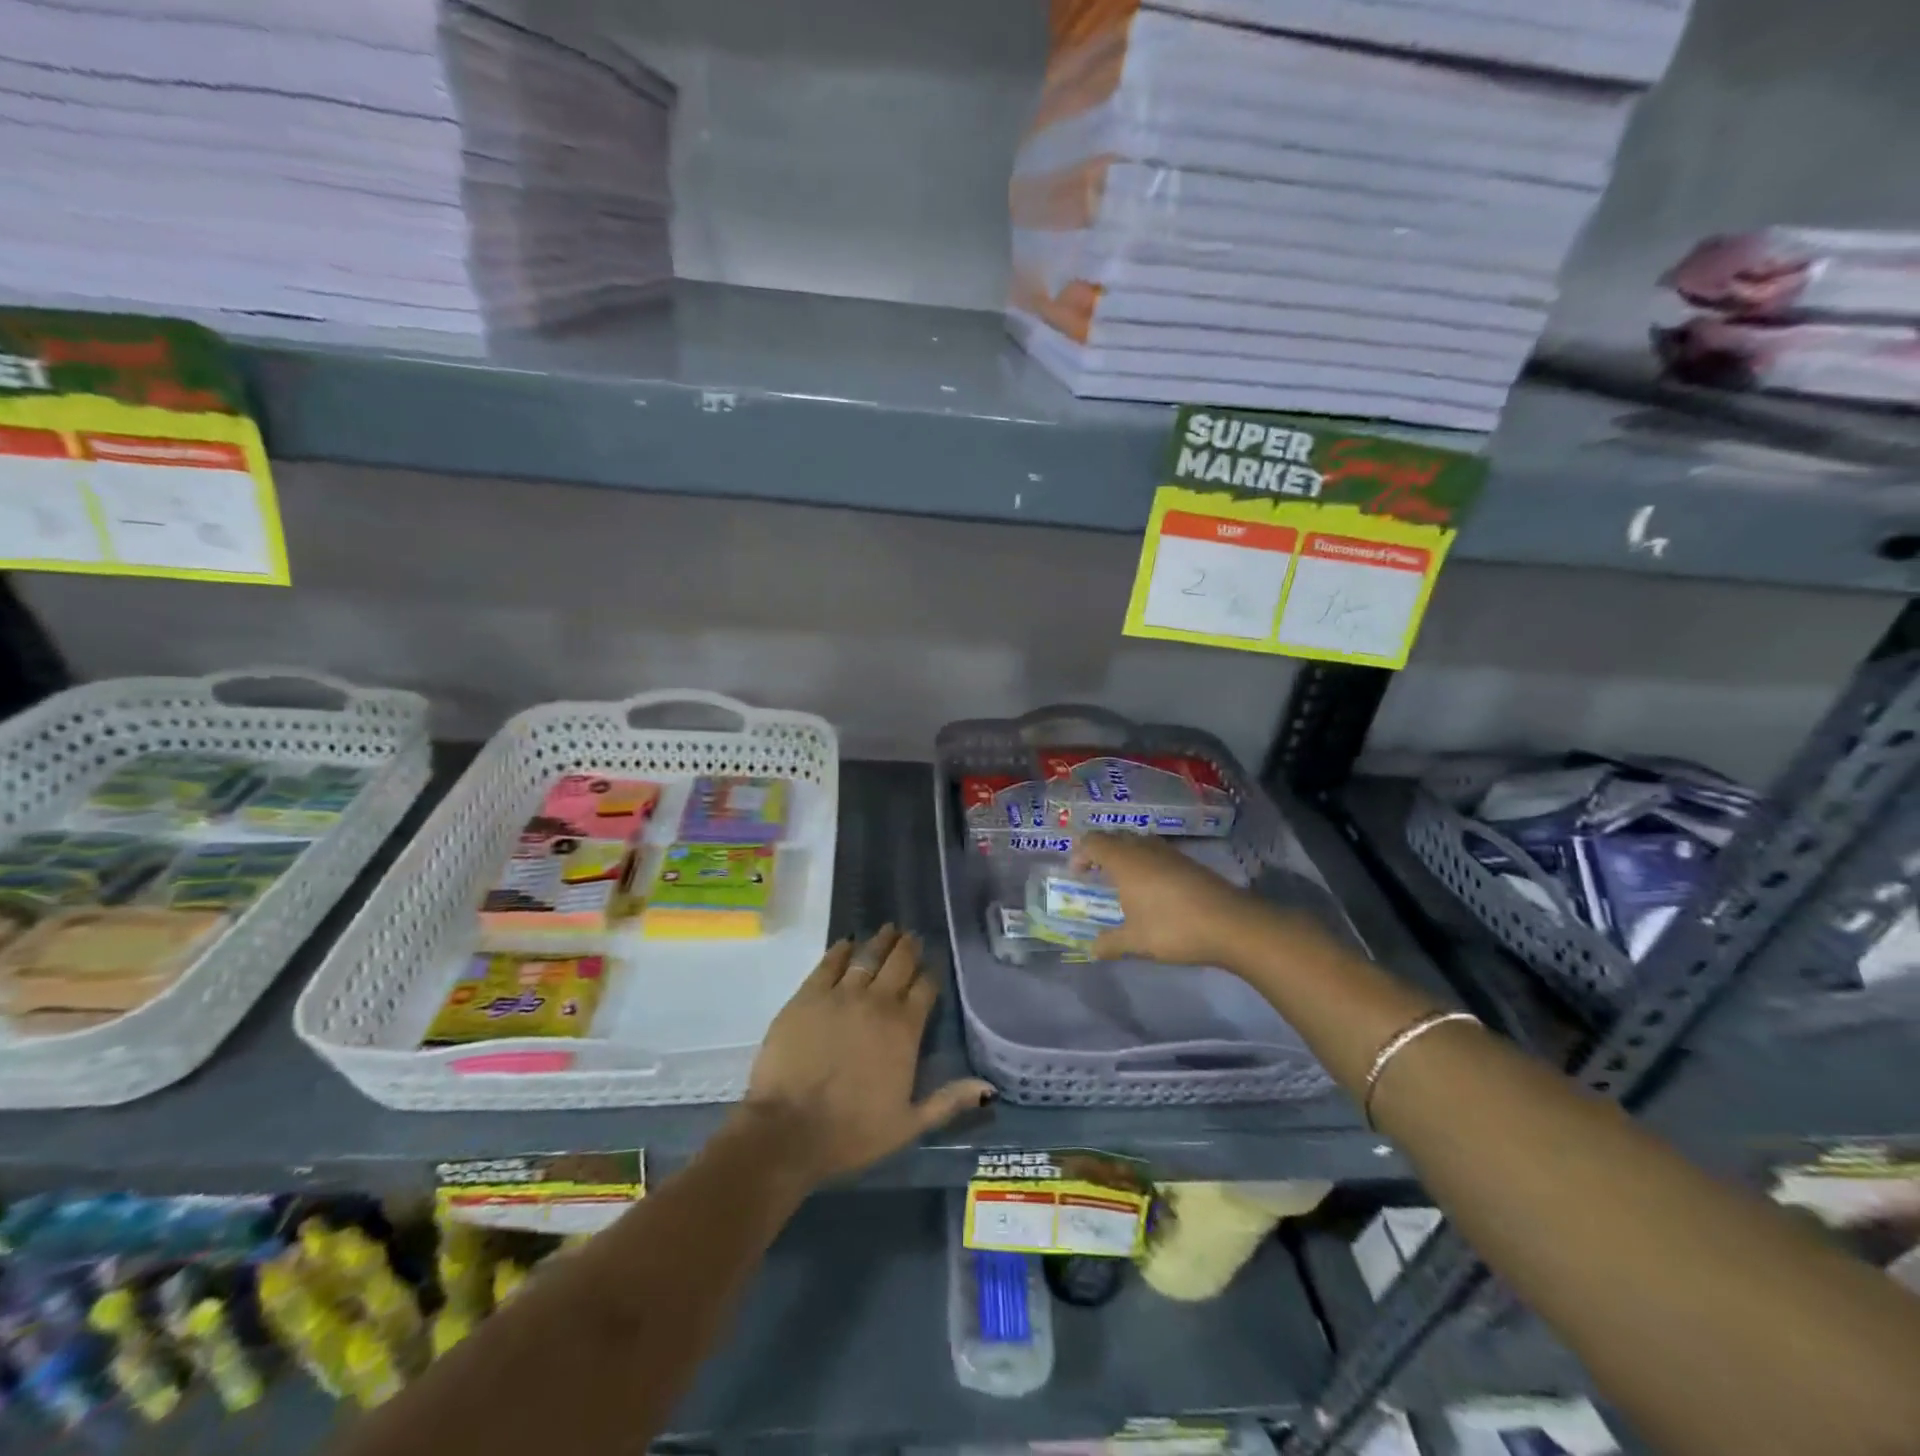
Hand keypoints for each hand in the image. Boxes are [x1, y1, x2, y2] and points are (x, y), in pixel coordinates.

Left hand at [741, 926, 993, 1185]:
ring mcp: (841, 995)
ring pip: (867, 956)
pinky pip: (829, 963)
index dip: (930, 974)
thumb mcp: (908, 1125)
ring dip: (880, 941)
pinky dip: (840, 950)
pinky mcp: (808, 995)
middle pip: (899, 963)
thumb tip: (988, 1087)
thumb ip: (948, 1101)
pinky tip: (846, 942)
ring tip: (888, 929)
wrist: (789, 1129)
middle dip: (908, 948)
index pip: (925, 988)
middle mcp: (877, 1003)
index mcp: (905, 1030)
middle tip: (912, 936)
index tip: (933, 964)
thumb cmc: (852, 1132)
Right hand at [1070, 831, 1288, 966]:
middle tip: (1095, 873)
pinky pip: (1157, 853)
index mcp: (1124, 861)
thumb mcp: (1136, 941)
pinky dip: (1146, 863)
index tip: (1077, 874)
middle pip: (1115, 837)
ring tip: (1122, 881)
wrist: (1231, 924)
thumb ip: (1110, 943)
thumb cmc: (1173, 928)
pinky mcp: (1188, 862)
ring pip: (1138, 842)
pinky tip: (1152, 888)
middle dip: (1101, 851)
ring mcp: (1169, 853)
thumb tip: (1092, 949)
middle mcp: (1144, 849)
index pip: (1093, 842)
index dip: (1080, 853)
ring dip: (1125, 855)